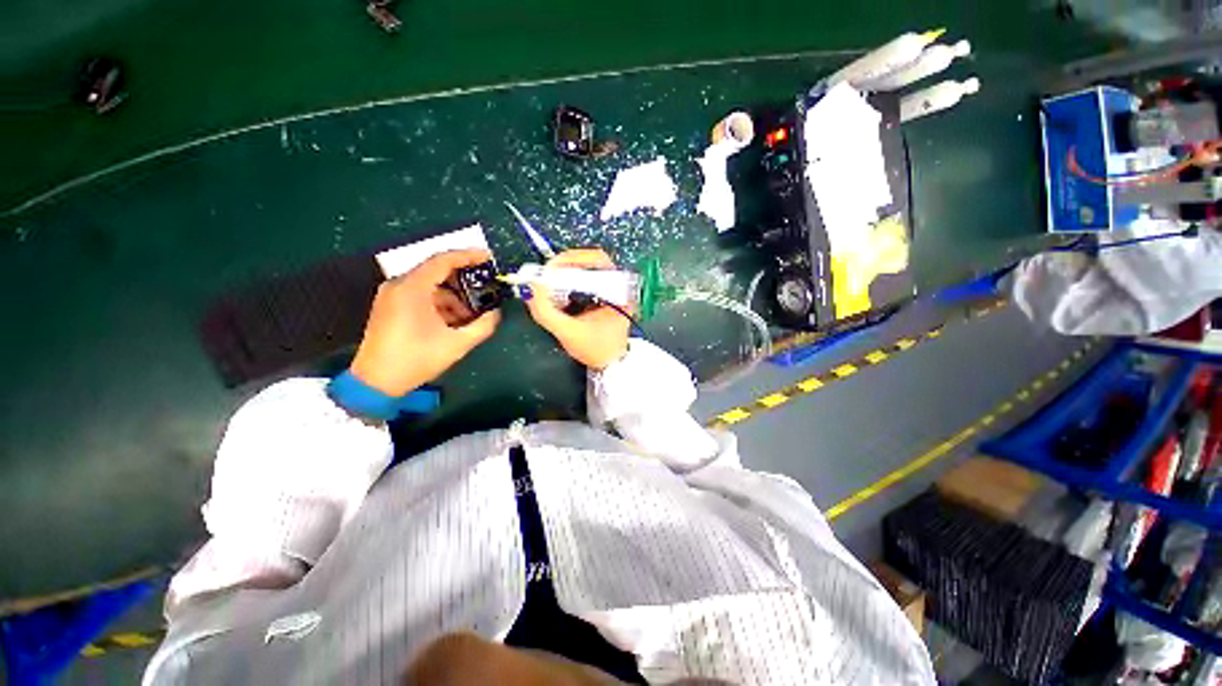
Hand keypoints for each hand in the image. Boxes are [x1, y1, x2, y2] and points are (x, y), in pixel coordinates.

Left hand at [350, 249, 500, 395]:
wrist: (376, 382)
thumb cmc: (416, 359)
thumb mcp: (457, 344)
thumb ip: (483, 326)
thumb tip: (496, 313)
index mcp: (412, 288)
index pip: (443, 260)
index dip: (468, 256)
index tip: (489, 258)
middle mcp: (399, 285)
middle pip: (437, 271)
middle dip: (464, 281)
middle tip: (486, 288)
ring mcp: (392, 295)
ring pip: (430, 286)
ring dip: (454, 297)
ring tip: (472, 315)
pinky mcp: (391, 306)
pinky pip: (421, 295)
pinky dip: (440, 303)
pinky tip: (454, 321)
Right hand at [525, 248, 629, 369]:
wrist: (610, 364)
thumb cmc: (595, 349)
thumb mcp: (568, 332)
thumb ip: (545, 312)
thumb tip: (529, 289)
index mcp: (619, 291)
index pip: (597, 259)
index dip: (571, 259)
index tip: (550, 269)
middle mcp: (620, 285)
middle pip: (590, 261)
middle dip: (565, 267)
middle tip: (546, 276)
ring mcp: (614, 289)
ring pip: (587, 270)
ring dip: (566, 275)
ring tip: (551, 285)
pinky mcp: (605, 294)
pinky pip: (586, 279)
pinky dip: (570, 283)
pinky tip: (560, 294)